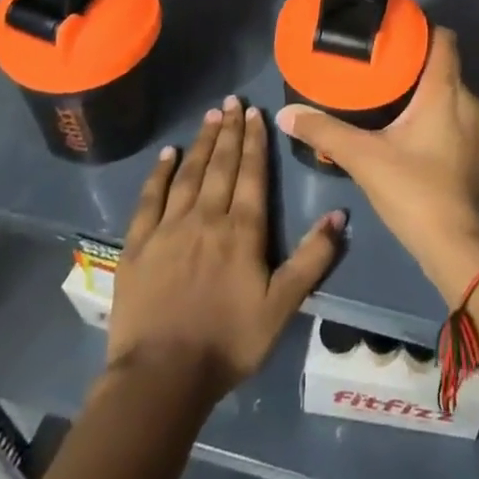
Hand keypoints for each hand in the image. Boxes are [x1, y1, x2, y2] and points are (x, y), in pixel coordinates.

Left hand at [106, 96, 343, 399]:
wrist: (161, 378)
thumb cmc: (228, 342)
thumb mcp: (282, 306)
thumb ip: (312, 258)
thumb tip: (339, 214)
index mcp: (243, 230)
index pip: (252, 173)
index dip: (256, 141)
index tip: (257, 112)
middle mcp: (207, 217)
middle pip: (221, 165)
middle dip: (230, 131)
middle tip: (234, 101)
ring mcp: (169, 228)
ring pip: (189, 174)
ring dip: (202, 143)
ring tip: (210, 116)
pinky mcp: (138, 245)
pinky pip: (150, 199)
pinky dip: (159, 174)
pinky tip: (168, 154)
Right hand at [278, 29, 478, 305]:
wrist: (459, 248)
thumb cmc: (415, 191)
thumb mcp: (364, 159)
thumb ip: (325, 132)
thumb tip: (286, 113)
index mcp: (446, 90)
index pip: (444, 39)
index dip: (423, 27)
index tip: (395, 27)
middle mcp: (469, 101)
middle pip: (446, 65)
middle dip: (416, 61)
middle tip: (381, 61)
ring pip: (452, 94)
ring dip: (426, 90)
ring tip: (391, 93)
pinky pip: (458, 118)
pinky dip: (437, 114)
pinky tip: (411, 130)